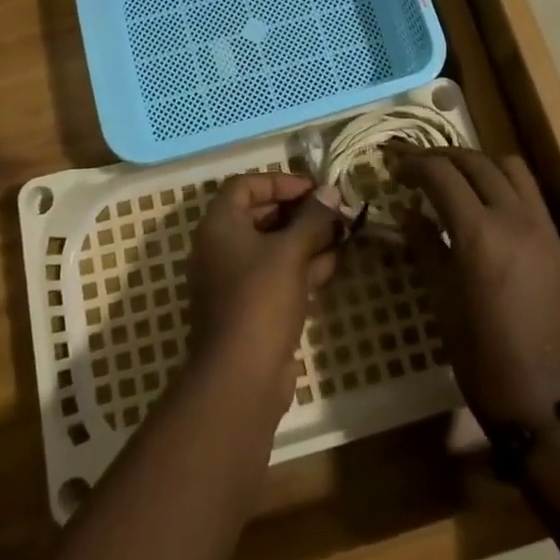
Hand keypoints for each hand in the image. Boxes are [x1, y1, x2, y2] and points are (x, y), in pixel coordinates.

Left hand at [187, 174, 342, 398]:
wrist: (241, 377)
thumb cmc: (260, 299)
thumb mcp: (291, 252)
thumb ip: (312, 218)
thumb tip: (331, 191)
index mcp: (219, 225)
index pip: (245, 185)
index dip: (280, 181)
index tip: (313, 189)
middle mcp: (220, 247)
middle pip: (259, 215)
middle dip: (298, 212)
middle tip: (332, 211)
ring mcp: (233, 280)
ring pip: (271, 247)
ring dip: (304, 239)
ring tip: (341, 234)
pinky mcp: (249, 308)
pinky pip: (275, 275)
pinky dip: (300, 266)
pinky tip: (332, 263)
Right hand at [391, 148, 559, 427]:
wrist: (549, 404)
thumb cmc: (483, 359)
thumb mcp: (442, 302)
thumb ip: (426, 247)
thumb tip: (410, 212)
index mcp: (480, 234)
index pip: (442, 174)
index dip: (414, 164)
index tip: (394, 168)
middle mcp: (516, 220)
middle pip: (476, 162)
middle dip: (442, 157)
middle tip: (416, 167)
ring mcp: (544, 230)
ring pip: (511, 169)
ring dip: (478, 164)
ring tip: (455, 178)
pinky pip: (531, 197)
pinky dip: (503, 187)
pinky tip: (487, 209)